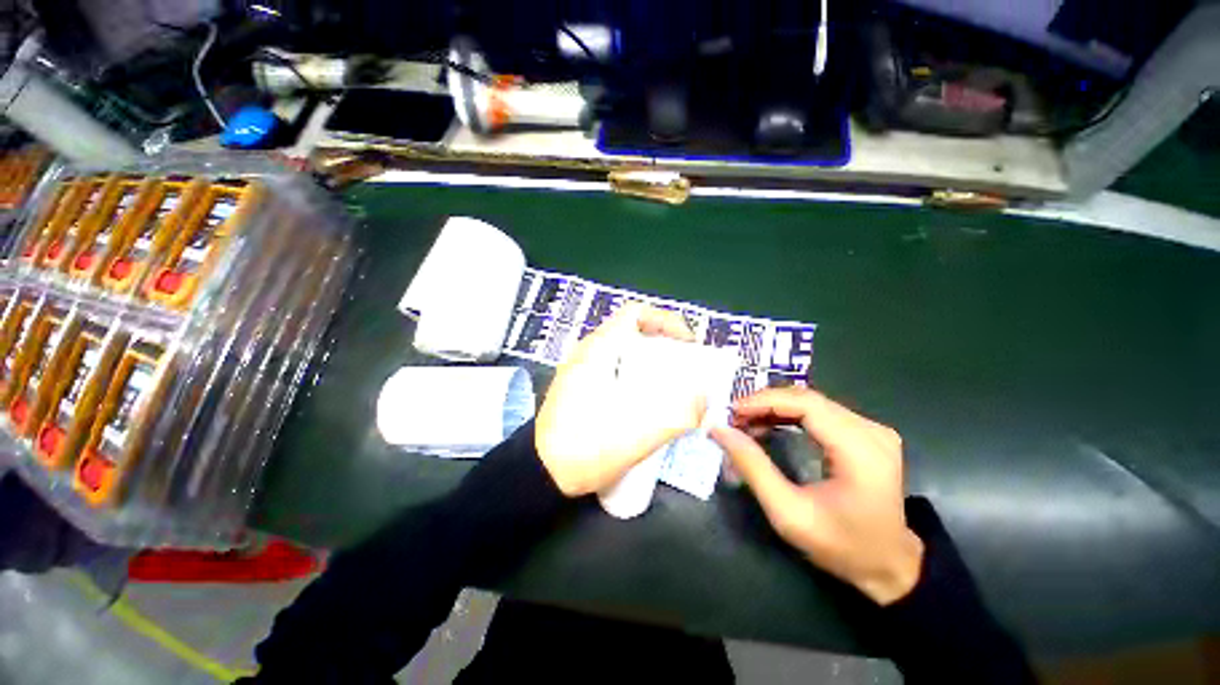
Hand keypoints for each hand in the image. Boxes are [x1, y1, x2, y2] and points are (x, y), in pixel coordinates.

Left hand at [535, 304, 705, 496]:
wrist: (540, 474)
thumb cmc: (583, 448)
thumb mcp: (639, 433)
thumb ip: (679, 414)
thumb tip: (705, 400)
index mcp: (599, 349)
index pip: (635, 313)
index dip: (666, 321)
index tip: (687, 344)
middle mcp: (588, 352)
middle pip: (633, 334)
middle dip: (664, 347)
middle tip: (685, 370)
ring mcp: (582, 370)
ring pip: (624, 354)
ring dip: (651, 365)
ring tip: (671, 388)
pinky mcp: (580, 388)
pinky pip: (615, 371)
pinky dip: (636, 378)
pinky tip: (647, 404)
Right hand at [710, 387, 923, 604]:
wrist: (890, 565)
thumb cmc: (841, 545)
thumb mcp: (788, 512)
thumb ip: (753, 468)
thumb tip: (720, 430)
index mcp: (861, 449)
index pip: (807, 404)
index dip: (765, 401)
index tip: (732, 410)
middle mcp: (871, 430)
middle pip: (808, 399)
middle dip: (765, 404)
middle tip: (734, 418)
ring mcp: (872, 430)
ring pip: (812, 403)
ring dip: (774, 408)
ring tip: (745, 422)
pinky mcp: (867, 434)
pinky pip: (820, 413)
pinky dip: (789, 415)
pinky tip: (768, 424)